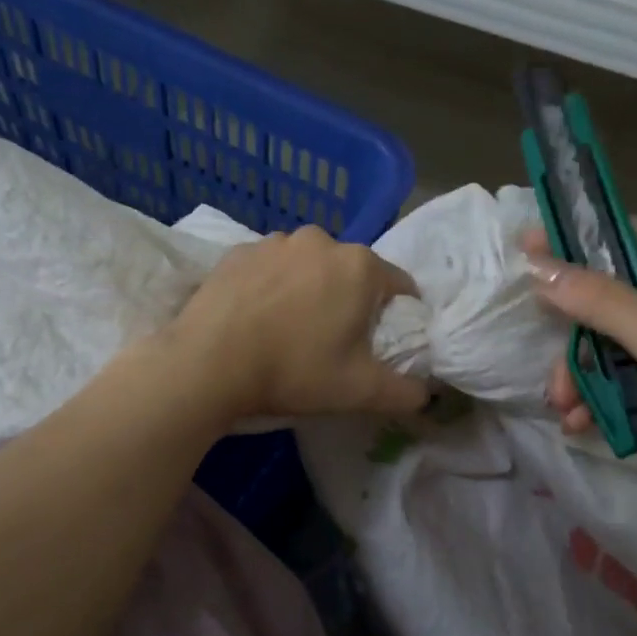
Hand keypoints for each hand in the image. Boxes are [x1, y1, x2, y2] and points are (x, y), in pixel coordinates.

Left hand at [166, 226, 429, 421]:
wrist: (208, 363)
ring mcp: (275, 242)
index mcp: (360, 266)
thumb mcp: (360, 391)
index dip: (397, 317)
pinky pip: (270, 268)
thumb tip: (428, 395)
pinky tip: (258, 317)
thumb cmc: (294, 371)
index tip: (380, 344)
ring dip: (310, 290)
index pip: (400, 286)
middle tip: (333, 342)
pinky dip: (272, 286)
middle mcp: (322, 240)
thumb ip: (406, 392)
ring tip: (290, 329)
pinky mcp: (238, 251)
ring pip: (310, 267)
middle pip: (352, 273)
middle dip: (351, 301)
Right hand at [521, 225, 636, 519]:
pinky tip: (579, 422)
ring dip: (581, 374)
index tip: (528, 248)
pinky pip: (622, 381)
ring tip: (563, 404)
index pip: (630, 239)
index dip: (579, 240)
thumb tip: (539, 266)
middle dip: (574, 330)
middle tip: (540, 345)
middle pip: (611, 298)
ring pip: (610, 346)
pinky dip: (598, 398)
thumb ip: (602, 303)